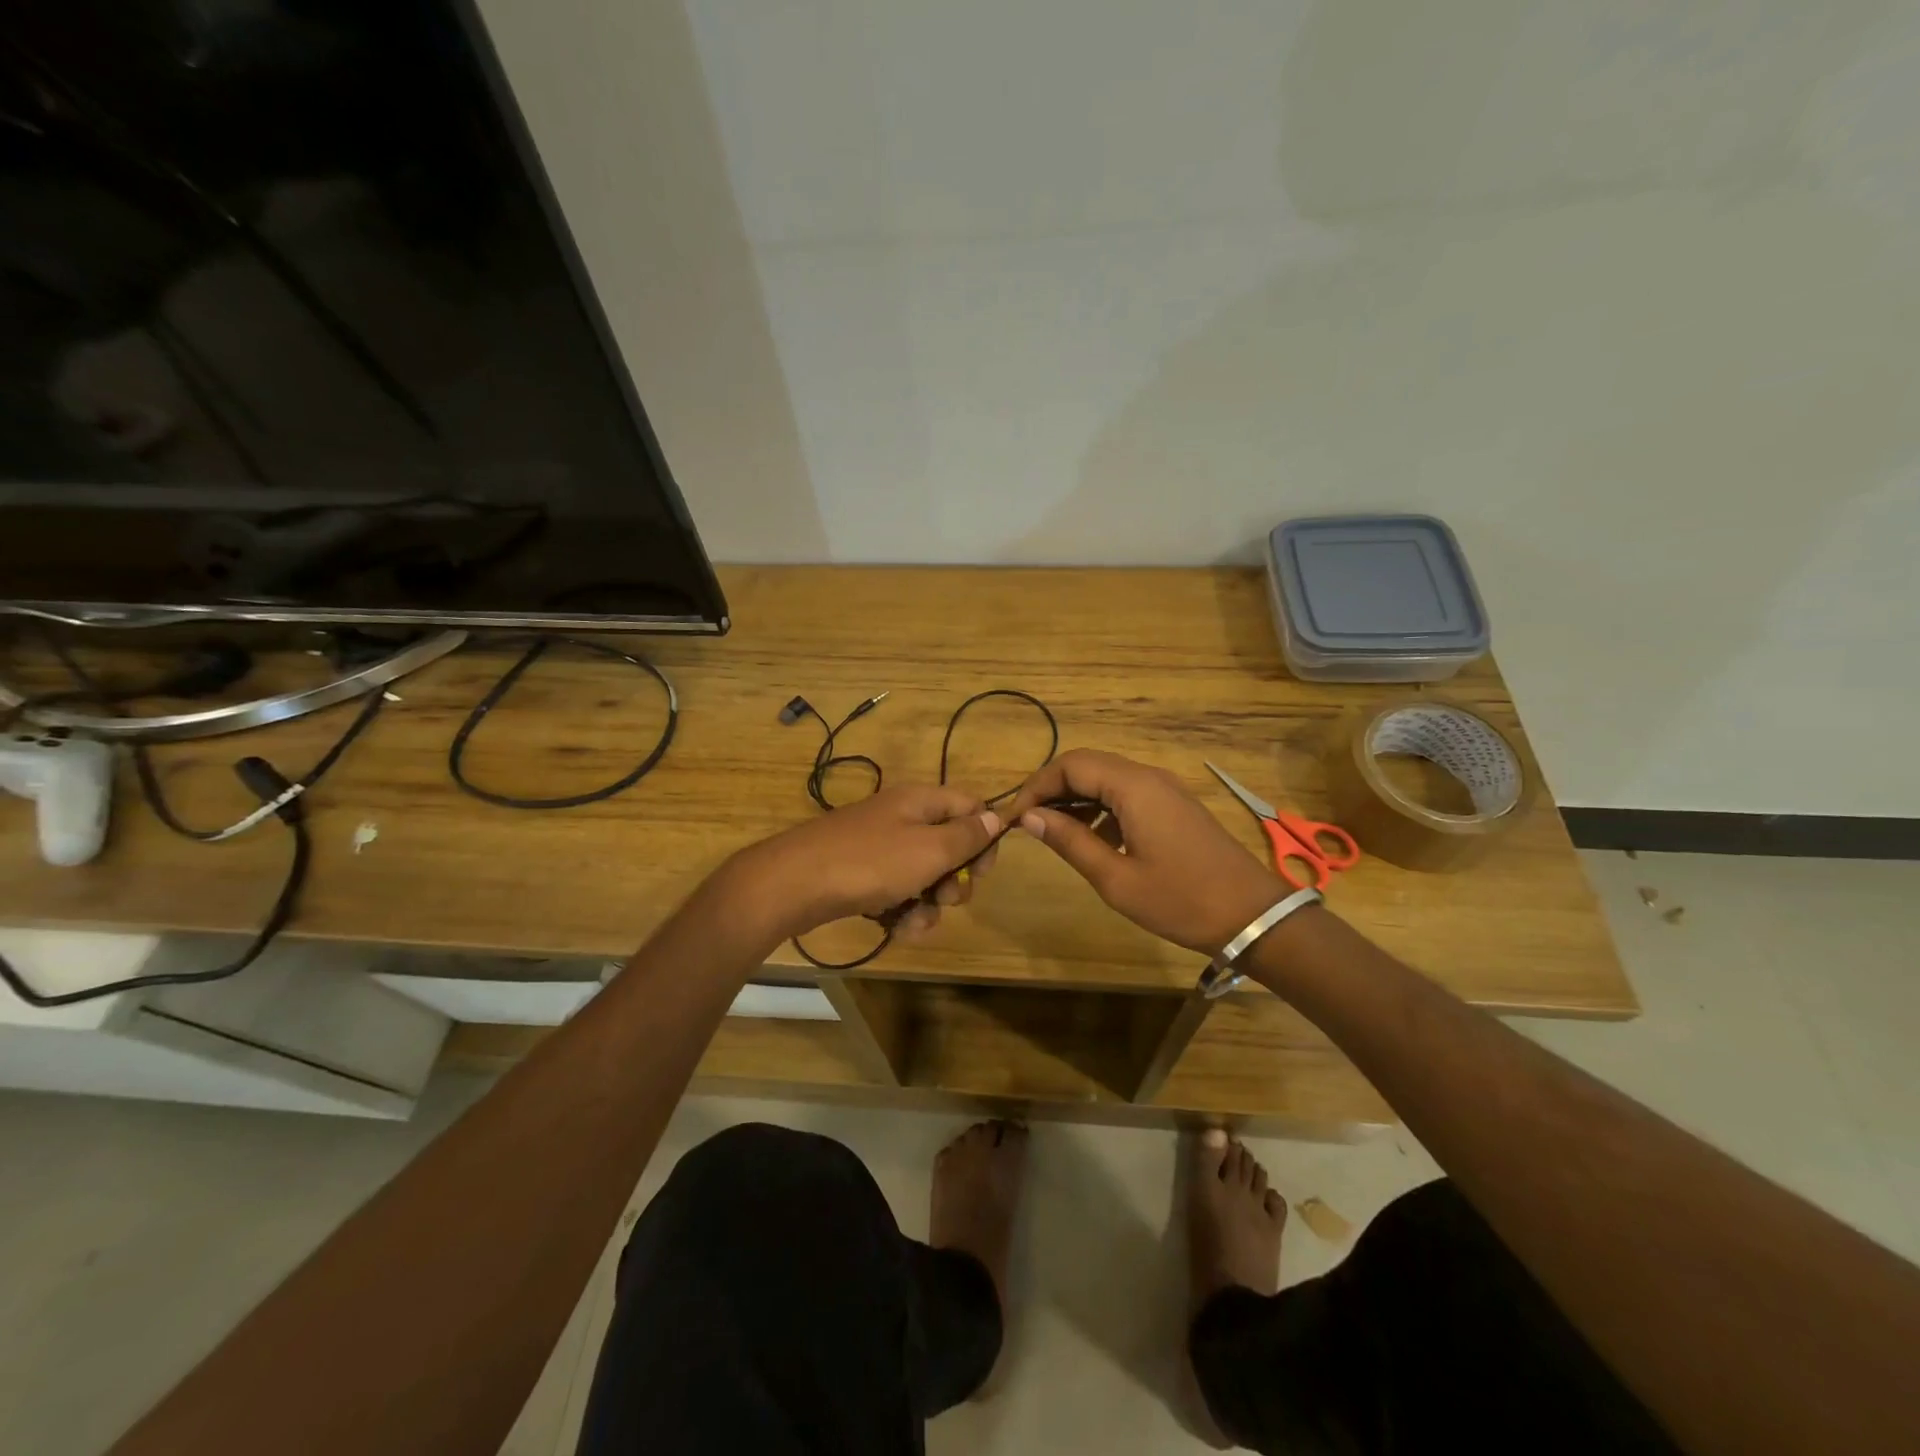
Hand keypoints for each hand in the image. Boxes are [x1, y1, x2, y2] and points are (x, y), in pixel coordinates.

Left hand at [727, 785, 1002, 942]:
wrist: (793, 885)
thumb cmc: (869, 863)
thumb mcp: (929, 849)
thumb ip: (967, 835)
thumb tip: (997, 817)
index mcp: (920, 801)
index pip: (970, 806)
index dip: (984, 836)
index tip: (982, 869)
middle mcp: (903, 819)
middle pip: (949, 846)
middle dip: (954, 879)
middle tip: (946, 897)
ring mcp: (880, 848)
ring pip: (925, 877)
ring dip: (929, 904)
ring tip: (914, 921)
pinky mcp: (863, 876)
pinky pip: (899, 893)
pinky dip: (903, 912)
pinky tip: (896, 929)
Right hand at [1005, 749, 1285, 954]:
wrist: (1253, 916)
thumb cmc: (1181, 900)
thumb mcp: (1116, 878)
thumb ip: (1070, 842)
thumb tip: (1028, 817)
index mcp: (1133, 787)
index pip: (1070, 765)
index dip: (1037, 786)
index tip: (1015, 818)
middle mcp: (1148, 776)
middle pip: (1088, 766)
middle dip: (1053, 790)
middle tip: (1029, 823)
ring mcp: (1165, 790)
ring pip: (1107, 779)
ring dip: (1077, 799)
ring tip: (1054, 834)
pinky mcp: (1175, 806)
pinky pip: (1128, 794)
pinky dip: (1102, 809)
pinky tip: (1094, 841)